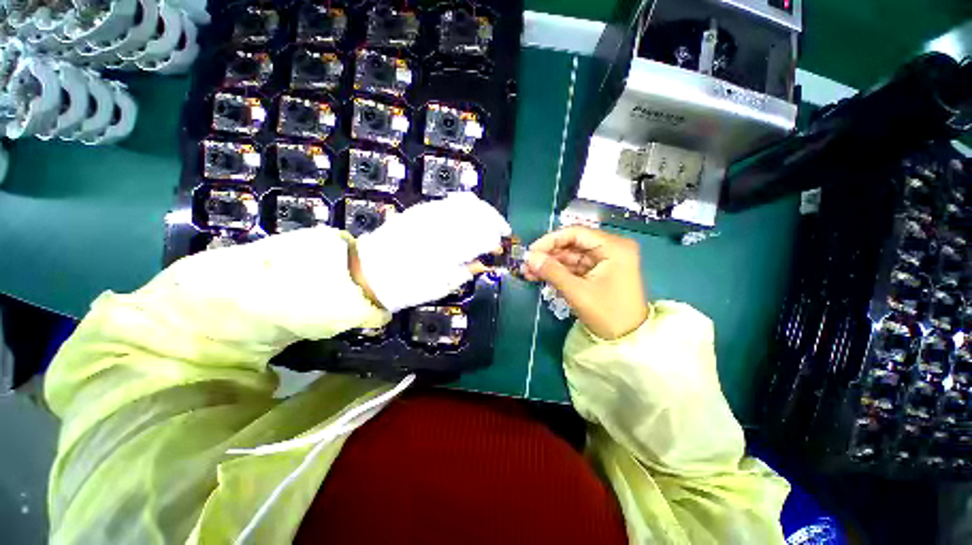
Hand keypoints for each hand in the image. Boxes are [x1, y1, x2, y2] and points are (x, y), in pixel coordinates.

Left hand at [352, 192, 509, 312]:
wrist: (370, 272)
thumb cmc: (408, 286)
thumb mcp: (441, 285)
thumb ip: (466, 270)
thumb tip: (485, 261)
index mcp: (448, 247)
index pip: (482, 234)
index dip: (496, 239)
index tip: (501, 246)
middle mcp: (442, 224)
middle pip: (478, 211)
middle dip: (494, 219)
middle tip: (500, 231)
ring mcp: (430, 213)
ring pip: (465, 202)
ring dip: (482, 211)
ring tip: (487, 223)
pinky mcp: (420, 209)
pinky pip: (450, 202)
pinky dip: (466, 207)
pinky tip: (467, 218)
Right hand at [524, 226, 648, 339]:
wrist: (627, 340)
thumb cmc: (608, 314)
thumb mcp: (577, 292)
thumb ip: (552, 271)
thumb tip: (529, 258)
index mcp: (613, 247)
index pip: (576, 233)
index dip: (550, 240)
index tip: (531, 251)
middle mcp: (610, 248)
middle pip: (572, 244)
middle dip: (548, 254)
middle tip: (527, 264)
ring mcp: (605, 260)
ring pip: (571, 256)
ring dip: (550, 264)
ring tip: (528, 272)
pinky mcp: (598, 272)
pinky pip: (574, 267)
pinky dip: (558, 271)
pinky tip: (540, 276)